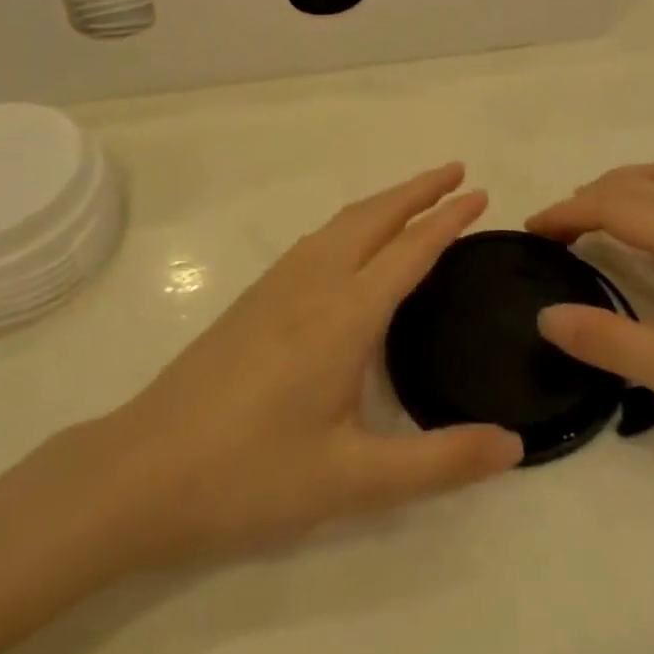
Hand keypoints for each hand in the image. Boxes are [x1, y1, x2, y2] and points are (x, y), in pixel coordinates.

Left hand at [88, 165, 522, 567]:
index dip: (448, 219)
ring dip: (385, 202)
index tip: (481, 193)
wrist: (139, 473)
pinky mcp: (254, 298)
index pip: (410, 250)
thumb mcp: (352, 482)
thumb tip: (514, 445)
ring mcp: (278, 285)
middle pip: (375, 216)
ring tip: (416, 199)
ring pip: (342, 222)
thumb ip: (439, 462)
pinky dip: (353, 222)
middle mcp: (314, 282)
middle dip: (419, 189)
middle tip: (457, 172)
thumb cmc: (249, 477)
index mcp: (344, 314)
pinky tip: (352, 244)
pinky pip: (319, 239)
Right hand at [528, 163, 653, 482]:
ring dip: (618, 188)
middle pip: (637, 182)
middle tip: (550, 233)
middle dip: (586, 196)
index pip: (617, 205)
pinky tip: (644, 235)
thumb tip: (546, 314)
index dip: (568, 212)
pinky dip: (646, 194)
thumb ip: (617, 345)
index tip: (529, 231)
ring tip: (587, 221)